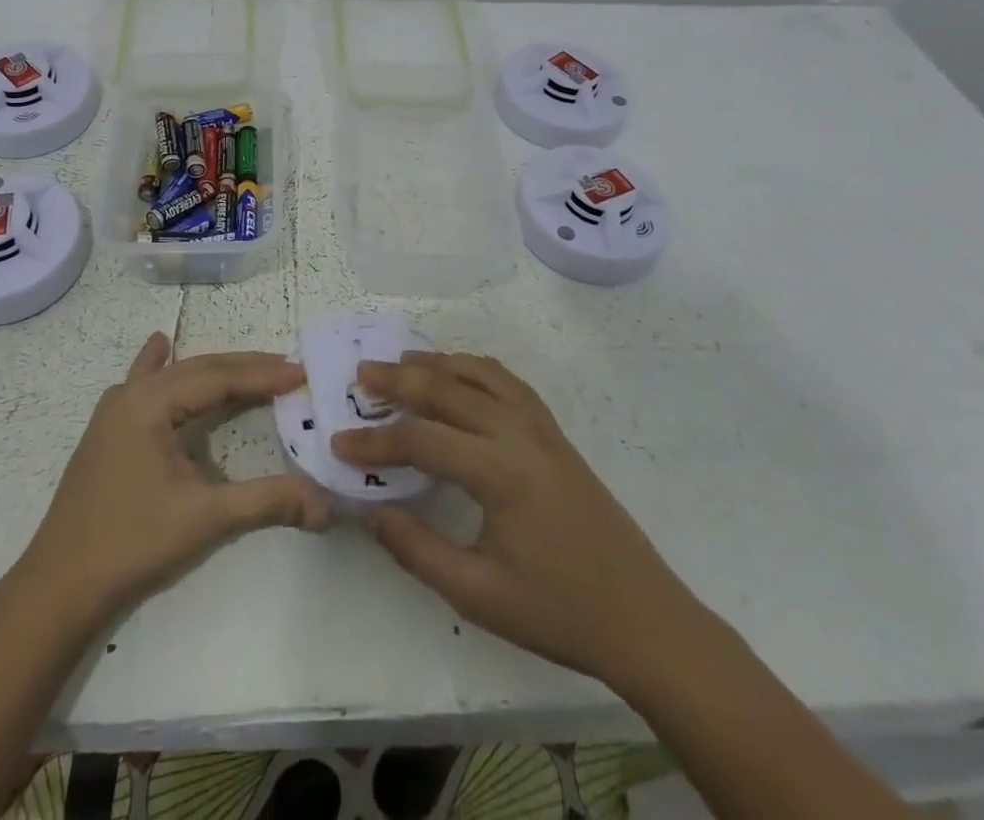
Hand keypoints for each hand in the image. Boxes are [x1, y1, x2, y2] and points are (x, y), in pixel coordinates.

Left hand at [19, 333, 334, 629]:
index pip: (219, 378)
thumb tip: (327, 505)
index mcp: (151, 402)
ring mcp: (114, 410)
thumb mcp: (206, 518)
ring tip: (251, 365)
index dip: (263, 375)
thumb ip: (268, 502)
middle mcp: (131, 394)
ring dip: (214, 370)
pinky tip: (161, 345)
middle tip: (288, 369)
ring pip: (174, 376)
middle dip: (245, 368)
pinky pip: (142, 383)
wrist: (59, 586)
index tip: (302, 373)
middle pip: (199, 369)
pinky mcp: (108, 430)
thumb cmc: (133, 544)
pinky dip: (160, 365)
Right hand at [331, 352, 702, 696]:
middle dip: (401, 380)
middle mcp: (520, 435)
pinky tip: (462, 376)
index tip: (339, 442)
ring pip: (482, 376)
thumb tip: (371, 510)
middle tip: (362, 373)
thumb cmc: (559, 612)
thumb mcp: (478, 594)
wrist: (644, 620)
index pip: (423, 441)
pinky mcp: (556, 436)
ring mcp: (543, 430)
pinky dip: (478, 369)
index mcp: (500, 472)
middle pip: (450, 390)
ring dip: (440, 364)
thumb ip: (418, 549)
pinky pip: (510, 384)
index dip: (376, 441)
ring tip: (403, 363)